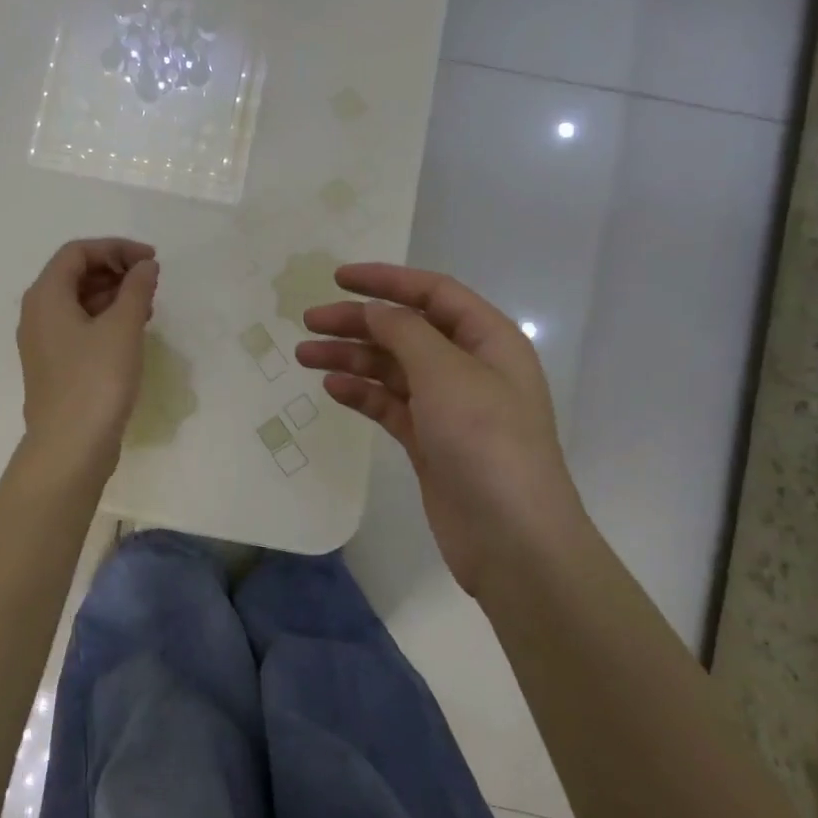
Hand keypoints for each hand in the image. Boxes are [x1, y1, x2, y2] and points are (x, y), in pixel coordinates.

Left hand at [17, 238, 159, 469]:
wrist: (70, 448)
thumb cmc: (96, 380)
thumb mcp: (123, 327)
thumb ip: (136, 288)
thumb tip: (145, 266)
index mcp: (46, 295)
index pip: (78, 252)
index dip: (116, 248)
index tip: (151, 261)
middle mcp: (37, 313)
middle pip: (75, 274)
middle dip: (115, 271)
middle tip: (150, 283)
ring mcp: (43, 342)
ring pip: (78, 302)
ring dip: (113, 296)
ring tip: (147, 307)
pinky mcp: (55, 366)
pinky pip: (79, 327)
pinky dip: (105, 320)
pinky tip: (132, 333)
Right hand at [296, 263, 584, 594]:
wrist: (512, 539)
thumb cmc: (485, 441)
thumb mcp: (446, 373)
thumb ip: (405, 331)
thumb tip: (374, 310)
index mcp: (488, 340)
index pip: (433, 293)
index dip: (387, 280)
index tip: (338, 278)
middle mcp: (469, 367)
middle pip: (406, 330)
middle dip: (358, 322)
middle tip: (309, 322)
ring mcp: (449, 407)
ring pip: (393, 368)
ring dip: (351, 358)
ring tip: (305, 355)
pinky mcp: (430, 442)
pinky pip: (390, 405)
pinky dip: (362, 394)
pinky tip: (332, 389)